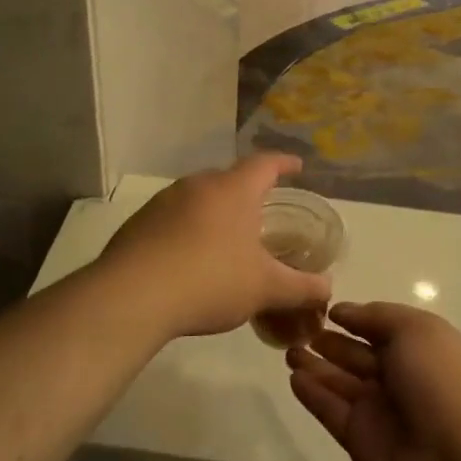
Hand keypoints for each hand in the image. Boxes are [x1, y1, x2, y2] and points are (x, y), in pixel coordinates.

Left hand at [98, 155, 330, 341]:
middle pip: (229, 179)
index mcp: (233, 190)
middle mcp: (197, 185)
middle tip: (261, 211)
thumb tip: (328, 288)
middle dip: (247, 191)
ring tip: (225, 238)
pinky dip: (187, 230)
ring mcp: (163, 202)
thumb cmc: (211, 281)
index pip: (264, 164)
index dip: (283, 163)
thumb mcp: (265, 288)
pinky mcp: (138, 223)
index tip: (296, 166)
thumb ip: (301, 287)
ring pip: (198, 198)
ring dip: (214, 212)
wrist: (132, 296)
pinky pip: (172, 218)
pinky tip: (188, 258)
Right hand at [286, 302, 460, 460]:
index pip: (382, 328)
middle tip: (296, 328)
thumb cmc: (440, 382)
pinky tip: (293, 378)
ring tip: (287, 350)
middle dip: (330, 342)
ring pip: (340, 382)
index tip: (325, 308)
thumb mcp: (415, 330)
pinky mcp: (358, 438)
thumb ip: (376, 316)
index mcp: (421, 348)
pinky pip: (330, 410)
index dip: (356, 318)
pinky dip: (312, 394)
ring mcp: (379, 410)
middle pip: (358, 355)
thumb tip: (343, 311)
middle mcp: (400, 377)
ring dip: (315, 365)